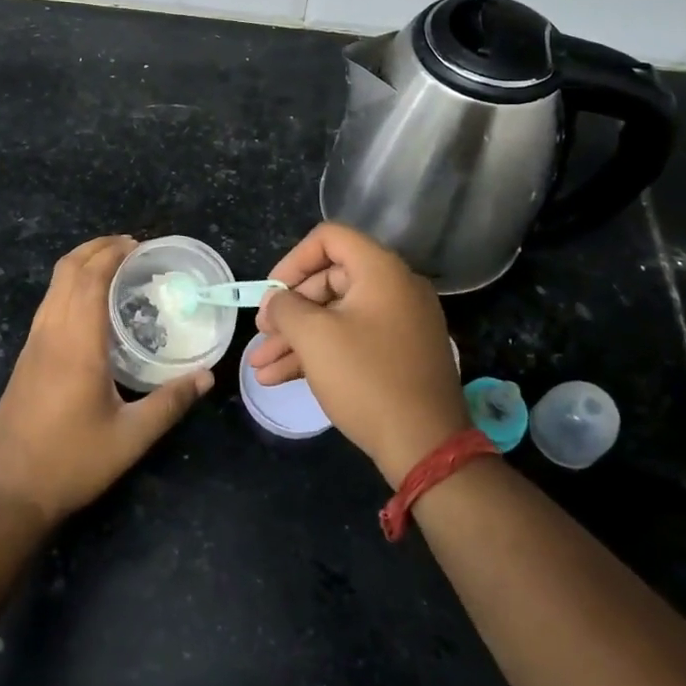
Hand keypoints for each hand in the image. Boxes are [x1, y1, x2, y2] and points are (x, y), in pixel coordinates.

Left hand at [0, 235, 213, 526]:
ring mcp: (33, 344)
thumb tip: (206, 376)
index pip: (90, 278)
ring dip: (80, 264)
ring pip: (53, 286)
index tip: (138, 244)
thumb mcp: (130, 438)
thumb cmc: (71, 462)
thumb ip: (170, 403)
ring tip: (112, 267)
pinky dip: (69, 286)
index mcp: (76, 344)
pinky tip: (89, 307)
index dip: (112, 253)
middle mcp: (51, 333)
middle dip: (96, 248)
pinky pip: (48, 304)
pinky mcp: (25, 358)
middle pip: (66, 271)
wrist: (7, 492)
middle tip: (129, 247)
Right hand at [250, 222, 468, 486]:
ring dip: (296, 337)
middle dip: (289, 309)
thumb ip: (286, 307)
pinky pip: (352, 339)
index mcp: (381, 271)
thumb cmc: (366, 378)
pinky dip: (319, 353)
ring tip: (259, 366)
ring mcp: (399, 323)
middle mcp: (394, 288)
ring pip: (336, 316)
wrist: (425, 446)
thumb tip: (277, 301)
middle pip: (329, 279)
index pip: (329, 239)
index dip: (293, 260)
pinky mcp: (398, 355)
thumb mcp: (314, 337)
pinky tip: (281, 377)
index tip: (271, 293)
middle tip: (262, 333)